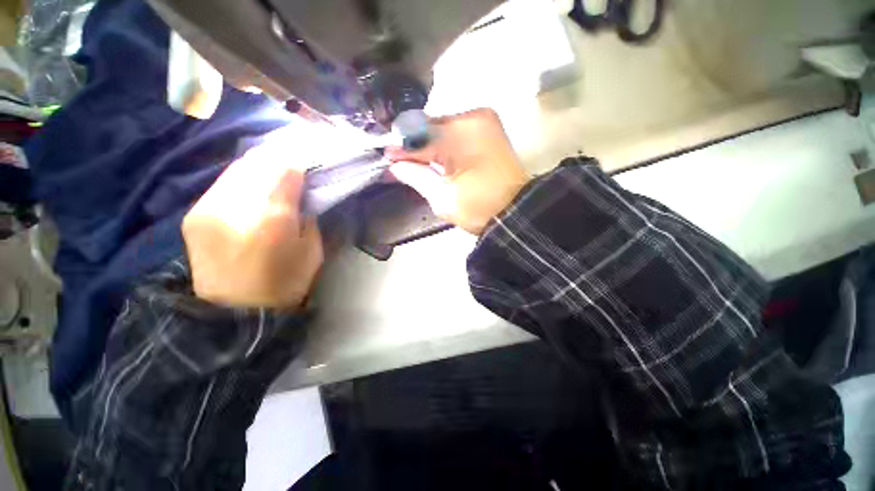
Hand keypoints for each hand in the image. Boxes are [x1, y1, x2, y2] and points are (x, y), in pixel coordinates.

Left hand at [182, 135, 322, 308]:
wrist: (235, 313)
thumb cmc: (285, 283)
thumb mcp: (313, 250)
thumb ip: (308, 216)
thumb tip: (301, 194)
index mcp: (273, 218)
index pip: (286, 169)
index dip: (299, 161)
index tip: (309, 161)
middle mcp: (236, 205)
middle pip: (258, 162)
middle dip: (278, 157)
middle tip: (292, 159)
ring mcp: (209, 207)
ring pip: (237, 168)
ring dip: (258, 165)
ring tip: (272, 168)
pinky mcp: (194, 214)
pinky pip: (222, 184)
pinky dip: (241, 179)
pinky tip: (251, 186)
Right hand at [386, 108, 529, 234]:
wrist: (516, 213)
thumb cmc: (478, 208)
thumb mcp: (441, 197)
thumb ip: (416, 176)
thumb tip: (396, 164)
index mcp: (459, 134)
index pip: (419, 136)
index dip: (401, 149)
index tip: (387, 159)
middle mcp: (472, 117)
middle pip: (430, 127)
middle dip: (415, 146)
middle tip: (402, 163)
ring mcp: (484, 121)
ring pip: (443, 129)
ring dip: (430, 145)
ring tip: (418, 162)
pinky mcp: (490, 129)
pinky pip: (458, 132)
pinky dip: (445, 144)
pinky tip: (438, 158)